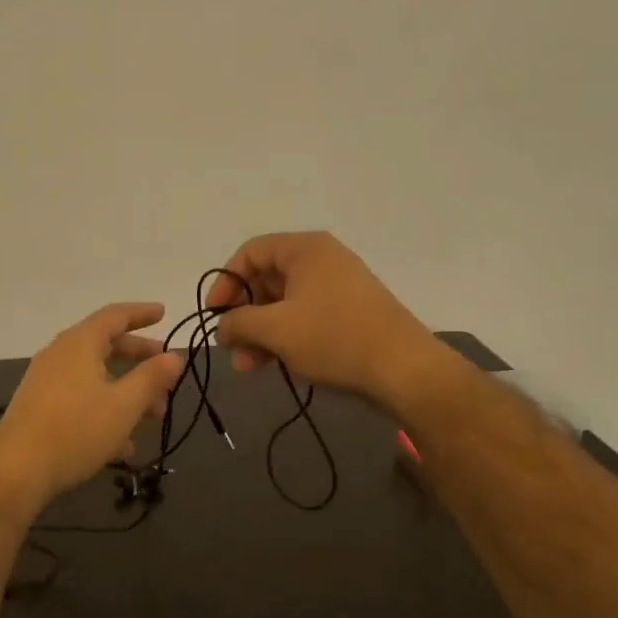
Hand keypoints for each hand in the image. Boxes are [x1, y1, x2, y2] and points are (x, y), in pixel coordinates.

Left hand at [0, 302, 184, 513]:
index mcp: (79, 344)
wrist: (16, 472)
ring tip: (153, 416)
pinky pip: (79, 399)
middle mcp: (59, 355)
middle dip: (139, 358)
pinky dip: (104, 410)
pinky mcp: (38, 408)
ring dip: (126, 391)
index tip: (163, 314)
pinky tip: (122, 445)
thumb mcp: (124, 405)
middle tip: (165, 371)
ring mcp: (45, 381)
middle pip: (105, 346)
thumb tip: (174, 356)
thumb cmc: (76, 431)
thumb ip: (152, 378)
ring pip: (94, 377)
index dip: (142, 313)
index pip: (115, 315)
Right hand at [206, 232, 438, 409]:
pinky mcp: (349, 313)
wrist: (403, 368)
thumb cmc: (333, 337)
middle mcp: (322, 260)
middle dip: (244, 316)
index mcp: (305, 249)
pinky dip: (285, 337)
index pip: (250, 253)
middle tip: (232, 348)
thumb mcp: (275, 329)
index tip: (214, 315)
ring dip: (261, 332)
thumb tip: (222, 327)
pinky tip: (274, 364)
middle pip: (266, 279)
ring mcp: (338, 286)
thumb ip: (238, 322)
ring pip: (284, 304)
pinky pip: (305, 317)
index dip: (225, 282)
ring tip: (249, 366)